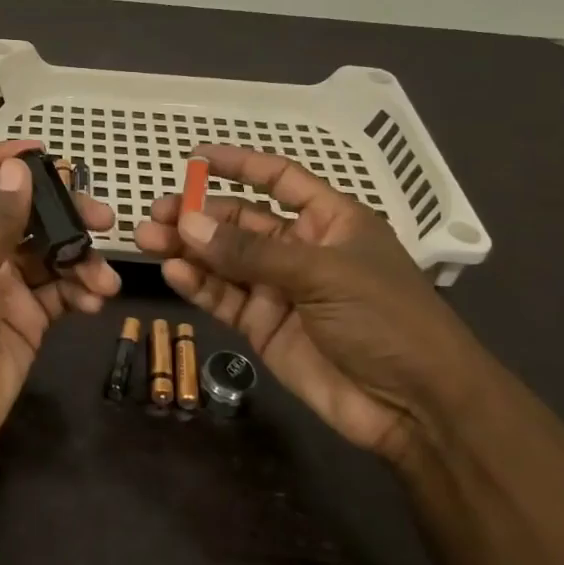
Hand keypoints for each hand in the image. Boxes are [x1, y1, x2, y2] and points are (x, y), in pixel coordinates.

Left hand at [0, 141, 119, 470]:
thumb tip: (17, 167)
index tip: (41, 152)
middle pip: (20, 214)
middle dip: (61, 214)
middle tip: (101, 218)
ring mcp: (0, 286)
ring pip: (47, 254)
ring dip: (79, 259)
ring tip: (104, 275)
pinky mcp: (24, 319)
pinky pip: (58, 292)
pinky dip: (80, 291)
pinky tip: (96, 299)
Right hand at [133, 145, 497, 462]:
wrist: (415, 407)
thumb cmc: (385, 319)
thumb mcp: (321, 274)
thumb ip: (250, 252)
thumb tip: (187, 223)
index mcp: (329, 222)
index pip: (279, 180)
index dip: (240, 166)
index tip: (196, 158)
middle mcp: (300, 250)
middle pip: (239, 222)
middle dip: (198, 215)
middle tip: (155, 213)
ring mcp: (279, 290)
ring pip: (223, 260)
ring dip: (187, 248)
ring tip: (148, 239)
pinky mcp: (263, 327)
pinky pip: (223, 298)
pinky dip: (197, 285)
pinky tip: (172, 272)